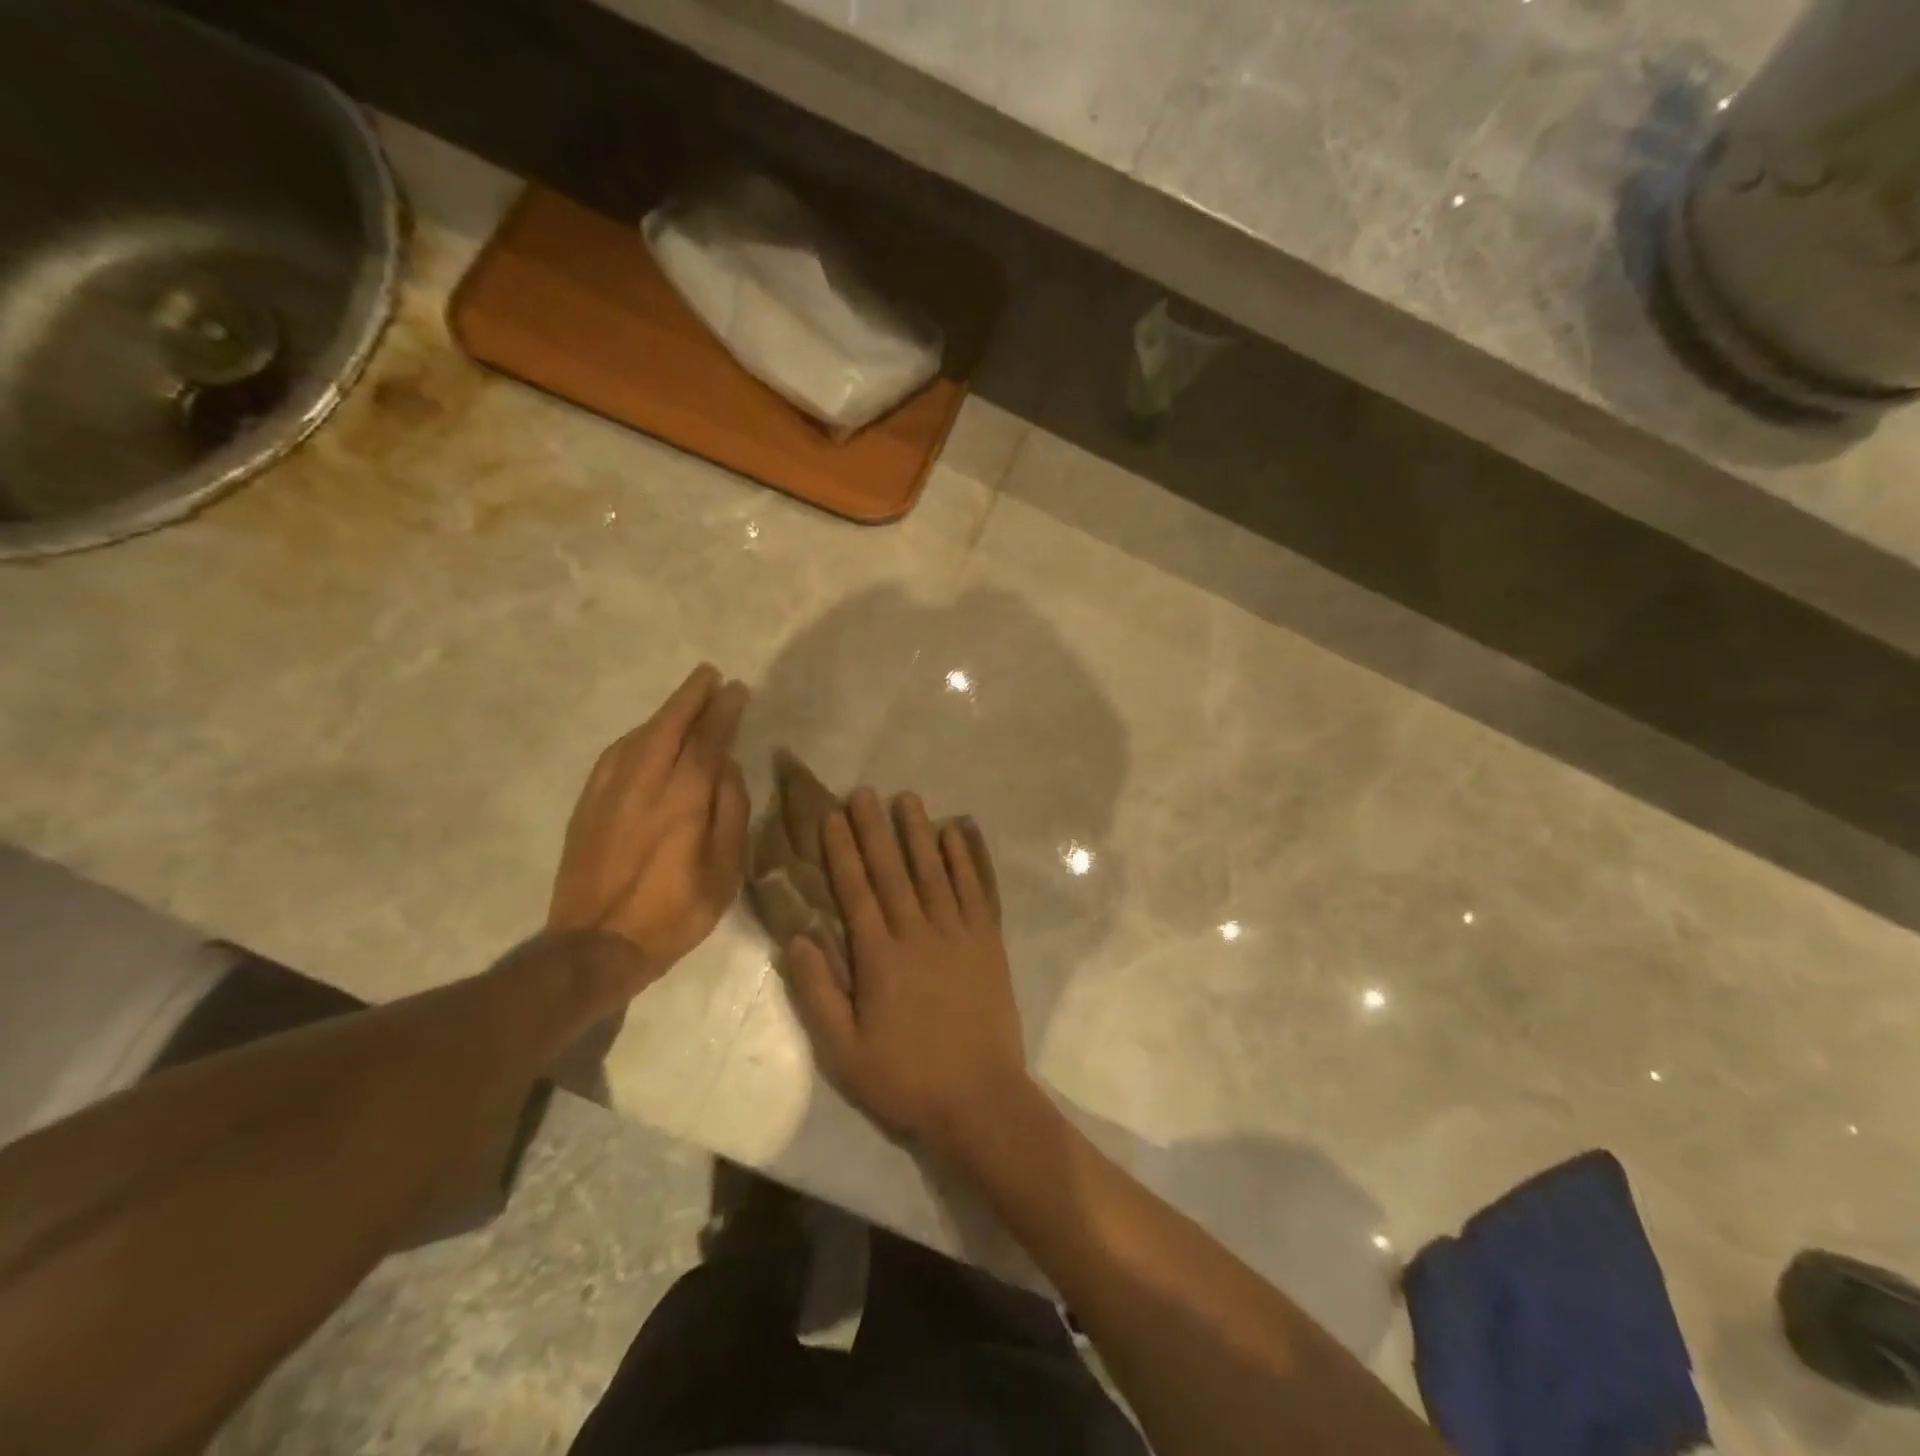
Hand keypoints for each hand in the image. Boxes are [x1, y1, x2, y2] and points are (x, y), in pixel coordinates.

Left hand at [548, 664, 750, 995]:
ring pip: (639, 735)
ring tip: (685, 700)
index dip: (724, 711)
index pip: (708, 740)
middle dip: (691, 696)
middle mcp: (644, 783)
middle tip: (709, 675)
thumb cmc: (673, 913)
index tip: (736, 689)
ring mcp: (610, 791)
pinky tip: (646, 735)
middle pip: (669, 725)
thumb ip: (730, 814)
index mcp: (683, 800)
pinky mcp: (588, 804)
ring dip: (665, 712)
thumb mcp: (724, 872)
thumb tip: (727, 769)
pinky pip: (616, 754)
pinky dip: (637, 735)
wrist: (595, 946)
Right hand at [781, 788, 1029, 1151]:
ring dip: (918, 832)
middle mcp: (917, 933)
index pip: (855, 892)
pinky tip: (957, 832)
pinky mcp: (988, 941)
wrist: (980, 1099)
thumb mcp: (844, 1051)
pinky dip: (964, 859)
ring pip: (933, 871)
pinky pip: (974, 889)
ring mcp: (957, 934)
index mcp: (879, 958)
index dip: (842, 852)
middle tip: (864, 791)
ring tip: (907, 798)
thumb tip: (796, 939)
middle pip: (892, 871)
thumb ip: (818, 994)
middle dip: (875, 828)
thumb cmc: (906, 1078)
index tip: (832, 816)